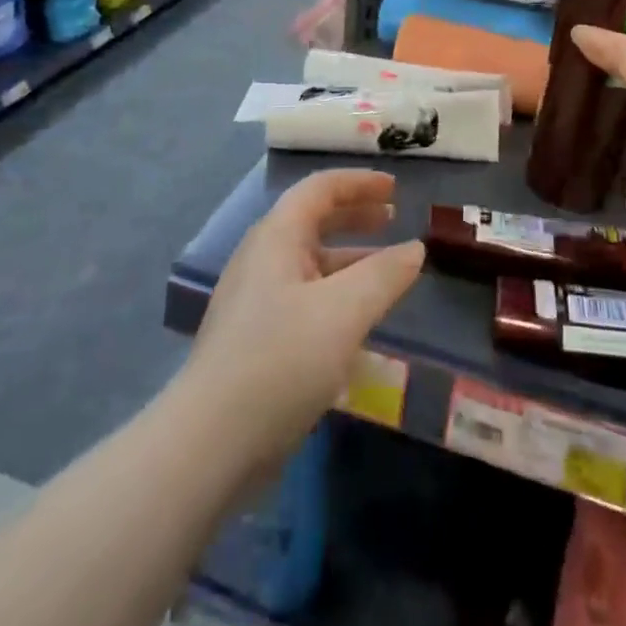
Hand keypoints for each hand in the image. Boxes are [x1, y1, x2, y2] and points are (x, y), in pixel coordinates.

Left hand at [183, 168, 423, 469]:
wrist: (210, 443)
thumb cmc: (280, 360)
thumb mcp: (344, 312)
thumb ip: (385, 275)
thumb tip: (416, 249)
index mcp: (276, 237)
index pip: (320, 189)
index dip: (360, 183)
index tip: (396, 189)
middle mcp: (262, 259)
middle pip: (313, 221)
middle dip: (355, 216)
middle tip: (394, 219)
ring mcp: (255, 301)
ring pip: (311, 264)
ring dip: (350, 259)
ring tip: (388, 273)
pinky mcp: (256, 340)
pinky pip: (305, 298)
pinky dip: (337, 295)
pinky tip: (358, 324)